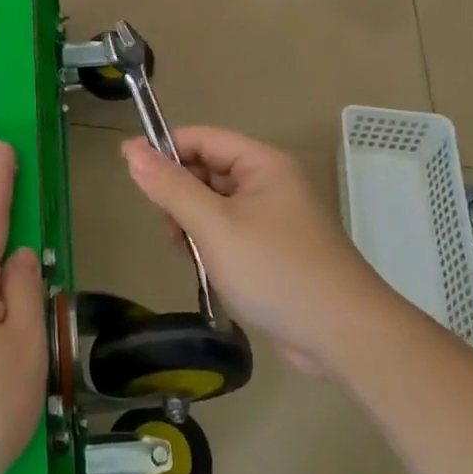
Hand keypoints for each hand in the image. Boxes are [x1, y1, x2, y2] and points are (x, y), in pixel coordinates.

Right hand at [121, 127, 387, 370]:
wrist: (343, 334)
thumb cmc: (275, 270)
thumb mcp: (214, 225)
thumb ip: (171, 187)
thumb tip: (131, 150)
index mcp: (262, 164)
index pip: (202, 139)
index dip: (164, 149)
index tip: (129, 170)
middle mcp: (270, 184)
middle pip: (208, 171)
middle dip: (180, 194)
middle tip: (166, 226)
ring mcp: (274, 219)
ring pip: (215, 206)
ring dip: (193, 224)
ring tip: (185, 253)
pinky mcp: (274, 251)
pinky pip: (230, 233)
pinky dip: (211, 246)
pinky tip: (206, 270)